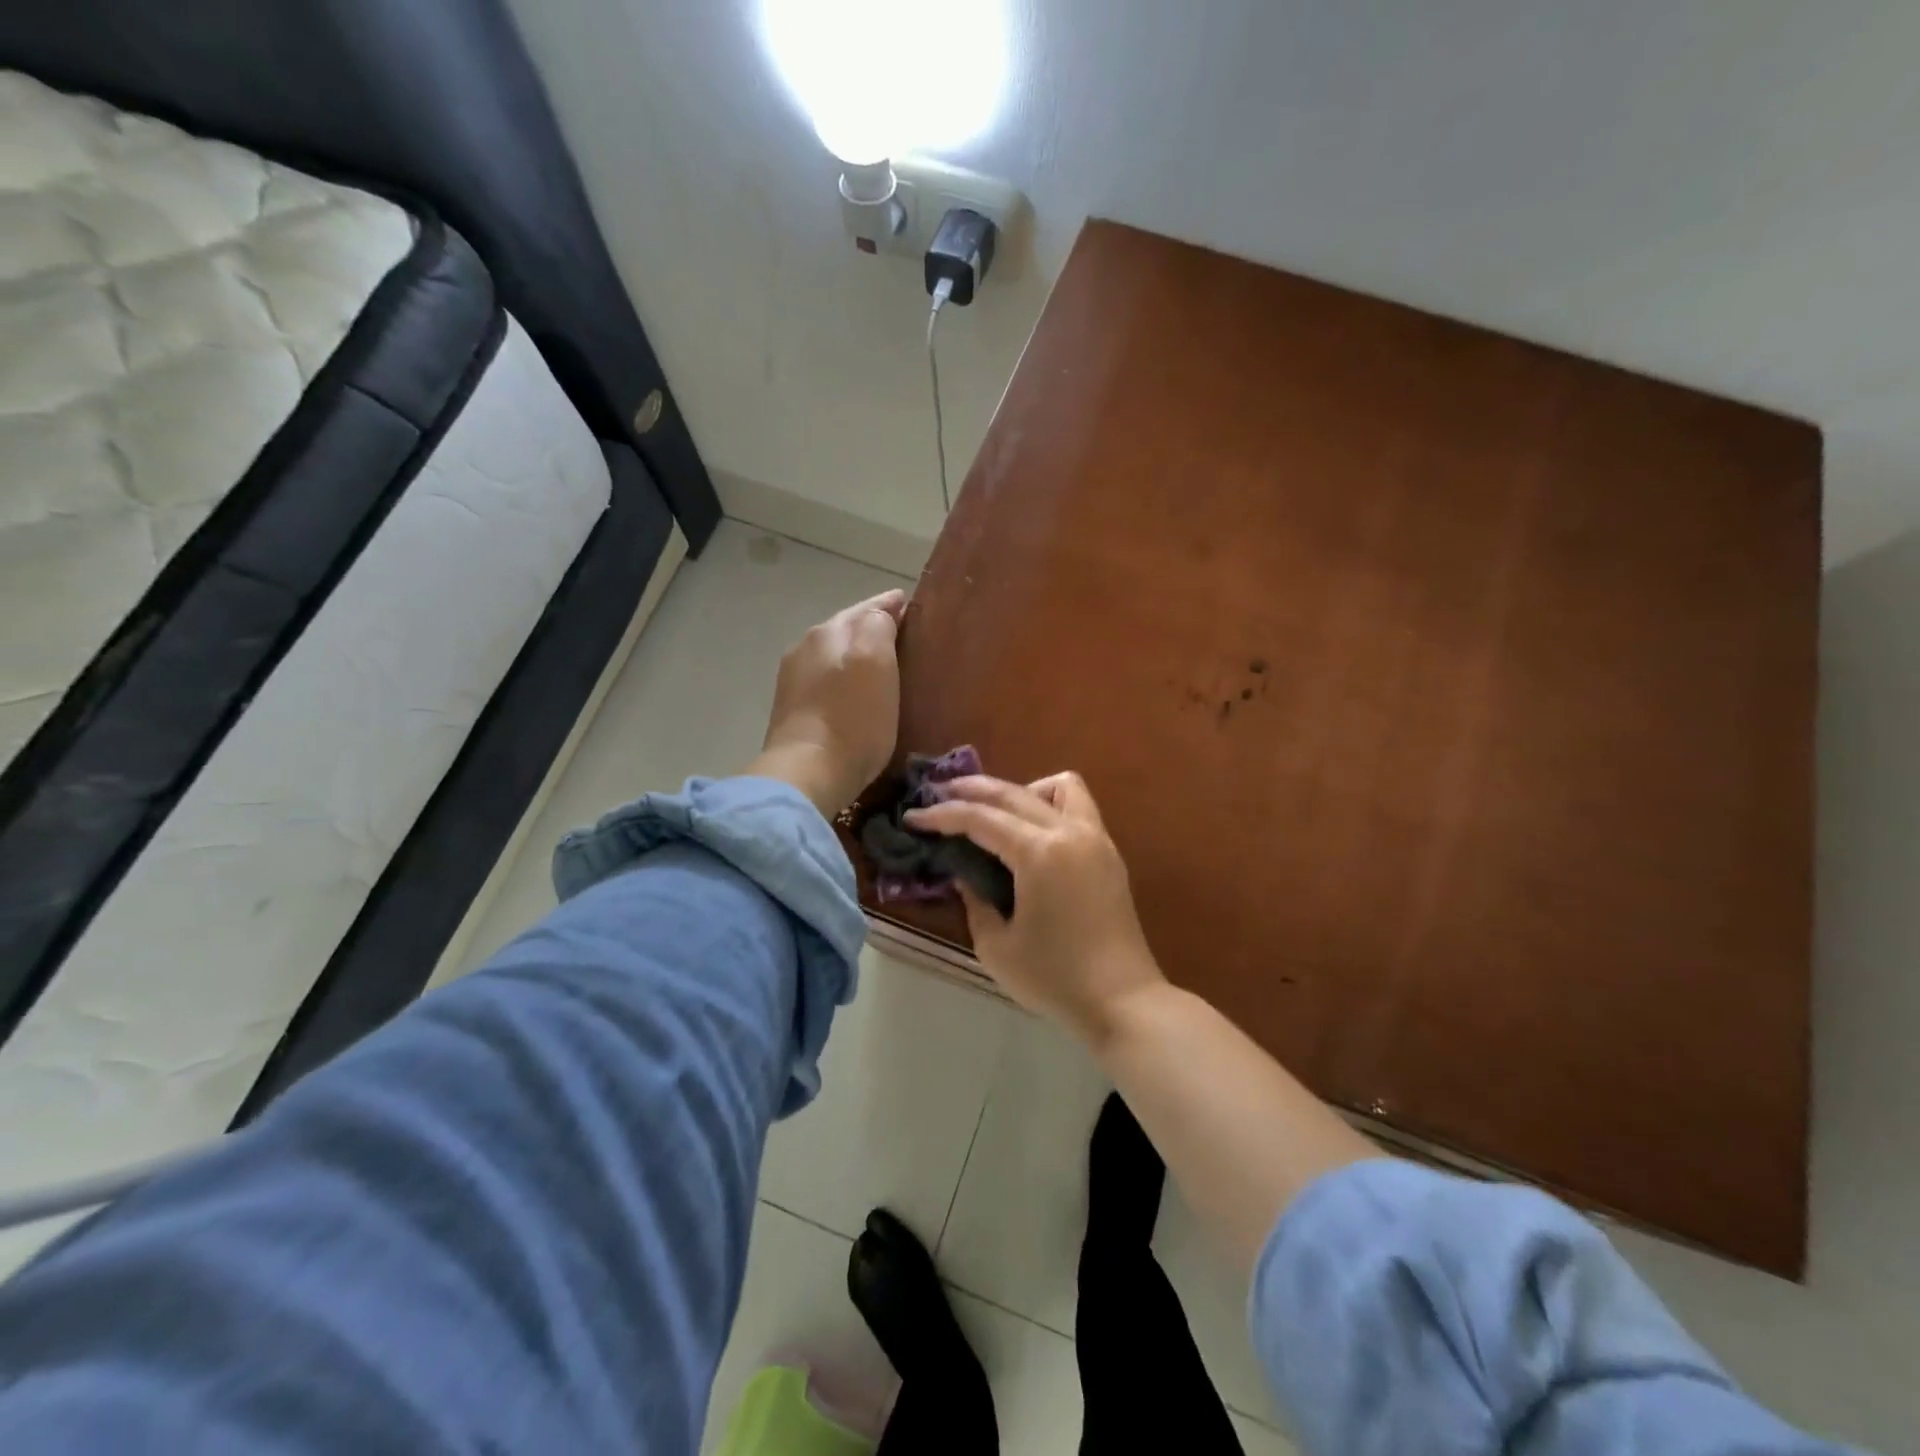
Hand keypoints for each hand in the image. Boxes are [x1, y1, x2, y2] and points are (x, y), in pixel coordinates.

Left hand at [749, 589, 907, 816]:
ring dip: (856, 657)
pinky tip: (856, 696)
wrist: (808, 773)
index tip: (911, 605)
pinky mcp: (791, 711)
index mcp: (828, 631)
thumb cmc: (852, 718)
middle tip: (903, 638)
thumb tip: (882, 613)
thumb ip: (879, 625)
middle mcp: (806, 647)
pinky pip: (825, 683)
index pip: (866, 608)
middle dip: (872, 630)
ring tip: (883, 667)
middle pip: (847, 630)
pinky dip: (843, 682)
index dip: (890, 605)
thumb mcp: (876, 661)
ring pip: (834, 656)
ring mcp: (793, 680)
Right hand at [907, 773, 1164, 1042]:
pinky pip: (1079, 807)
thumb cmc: (1055, 978)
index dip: (941, 816)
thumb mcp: (996, 946)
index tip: (913, 817)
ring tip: (997, 814)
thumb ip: (974, 901)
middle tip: (937, 795)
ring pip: (1058, 786)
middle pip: (1012, 793)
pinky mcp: (1108, 853)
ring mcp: (1095, 838)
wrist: (1123, 1001)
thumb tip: (964, 875)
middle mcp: (1069, 832)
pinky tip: (1032, 835)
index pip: (980, 819)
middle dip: (970, 790)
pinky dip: (1050, 806)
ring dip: (1021, 791)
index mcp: (1039, 853)